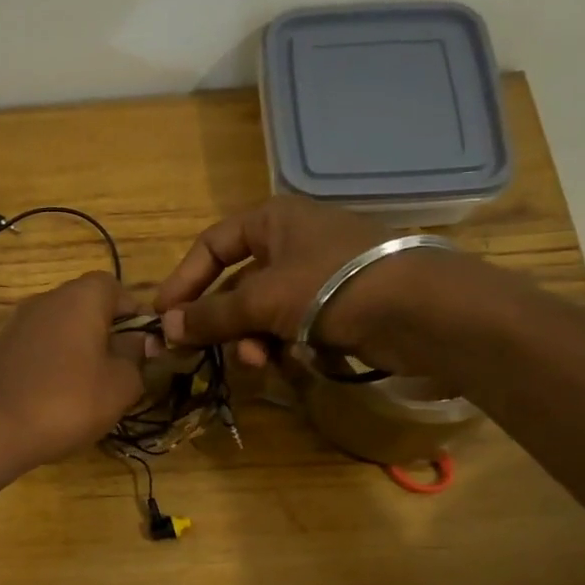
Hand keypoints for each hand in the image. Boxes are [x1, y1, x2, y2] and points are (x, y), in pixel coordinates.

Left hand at [0, 270, 146, 472]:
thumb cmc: (68, 400)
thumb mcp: (121, 385)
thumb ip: (136, 358)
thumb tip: (138, 342)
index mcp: (81, 297)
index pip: (115, 287)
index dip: (134, 313)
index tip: (145, 345)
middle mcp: (47, 300)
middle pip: (87, 307)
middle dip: (108, 334)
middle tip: (122, 371)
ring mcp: (19, 324)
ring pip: (62, 329)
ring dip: (80, 351)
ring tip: (92, 390)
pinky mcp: (1, 350)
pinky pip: (40, 349)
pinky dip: (54, 365)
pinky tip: (59, 398)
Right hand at [153, 199, 401, 366]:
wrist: (419, 311)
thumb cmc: (331, 286)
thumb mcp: (262, 299)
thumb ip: (212, 315)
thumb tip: (165, 330)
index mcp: (272, 220)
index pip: (212, 246)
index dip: (184, 280)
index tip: (165, 317)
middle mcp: (292, 242)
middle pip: (236, 284)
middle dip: (222, 322)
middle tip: (203, 352)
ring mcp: (316, 276)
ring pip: (263, 312)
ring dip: (252, 340)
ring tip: (258, 362)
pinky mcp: (336, 308)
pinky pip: (291, 327)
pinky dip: (283, 346)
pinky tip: (287, 364)